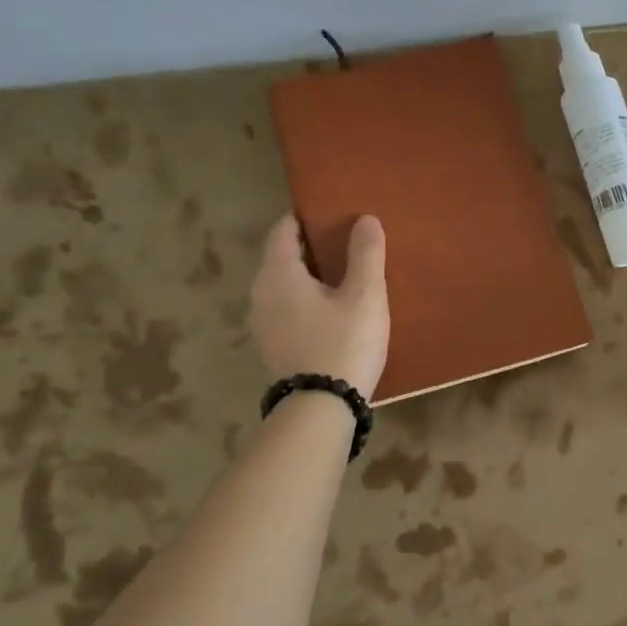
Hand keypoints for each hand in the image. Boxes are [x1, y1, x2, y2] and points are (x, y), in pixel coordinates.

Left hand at [249, 215, 390, 398]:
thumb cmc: (344, 342)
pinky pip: (289, 311)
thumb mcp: (365, 295)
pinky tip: (334, 313)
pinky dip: (307, 304)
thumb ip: (365, 254)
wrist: (322, 408)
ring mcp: (263, 324)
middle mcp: (261, 294)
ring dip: (311, 280)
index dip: (308, 218)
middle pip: (283, 258)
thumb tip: (365, 219)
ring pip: (286, 287)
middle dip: (312, 249)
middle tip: (348, 247)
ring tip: (346, 280)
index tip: (335, 217)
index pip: (284, 229)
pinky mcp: (273, 348)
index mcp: (278, 273)